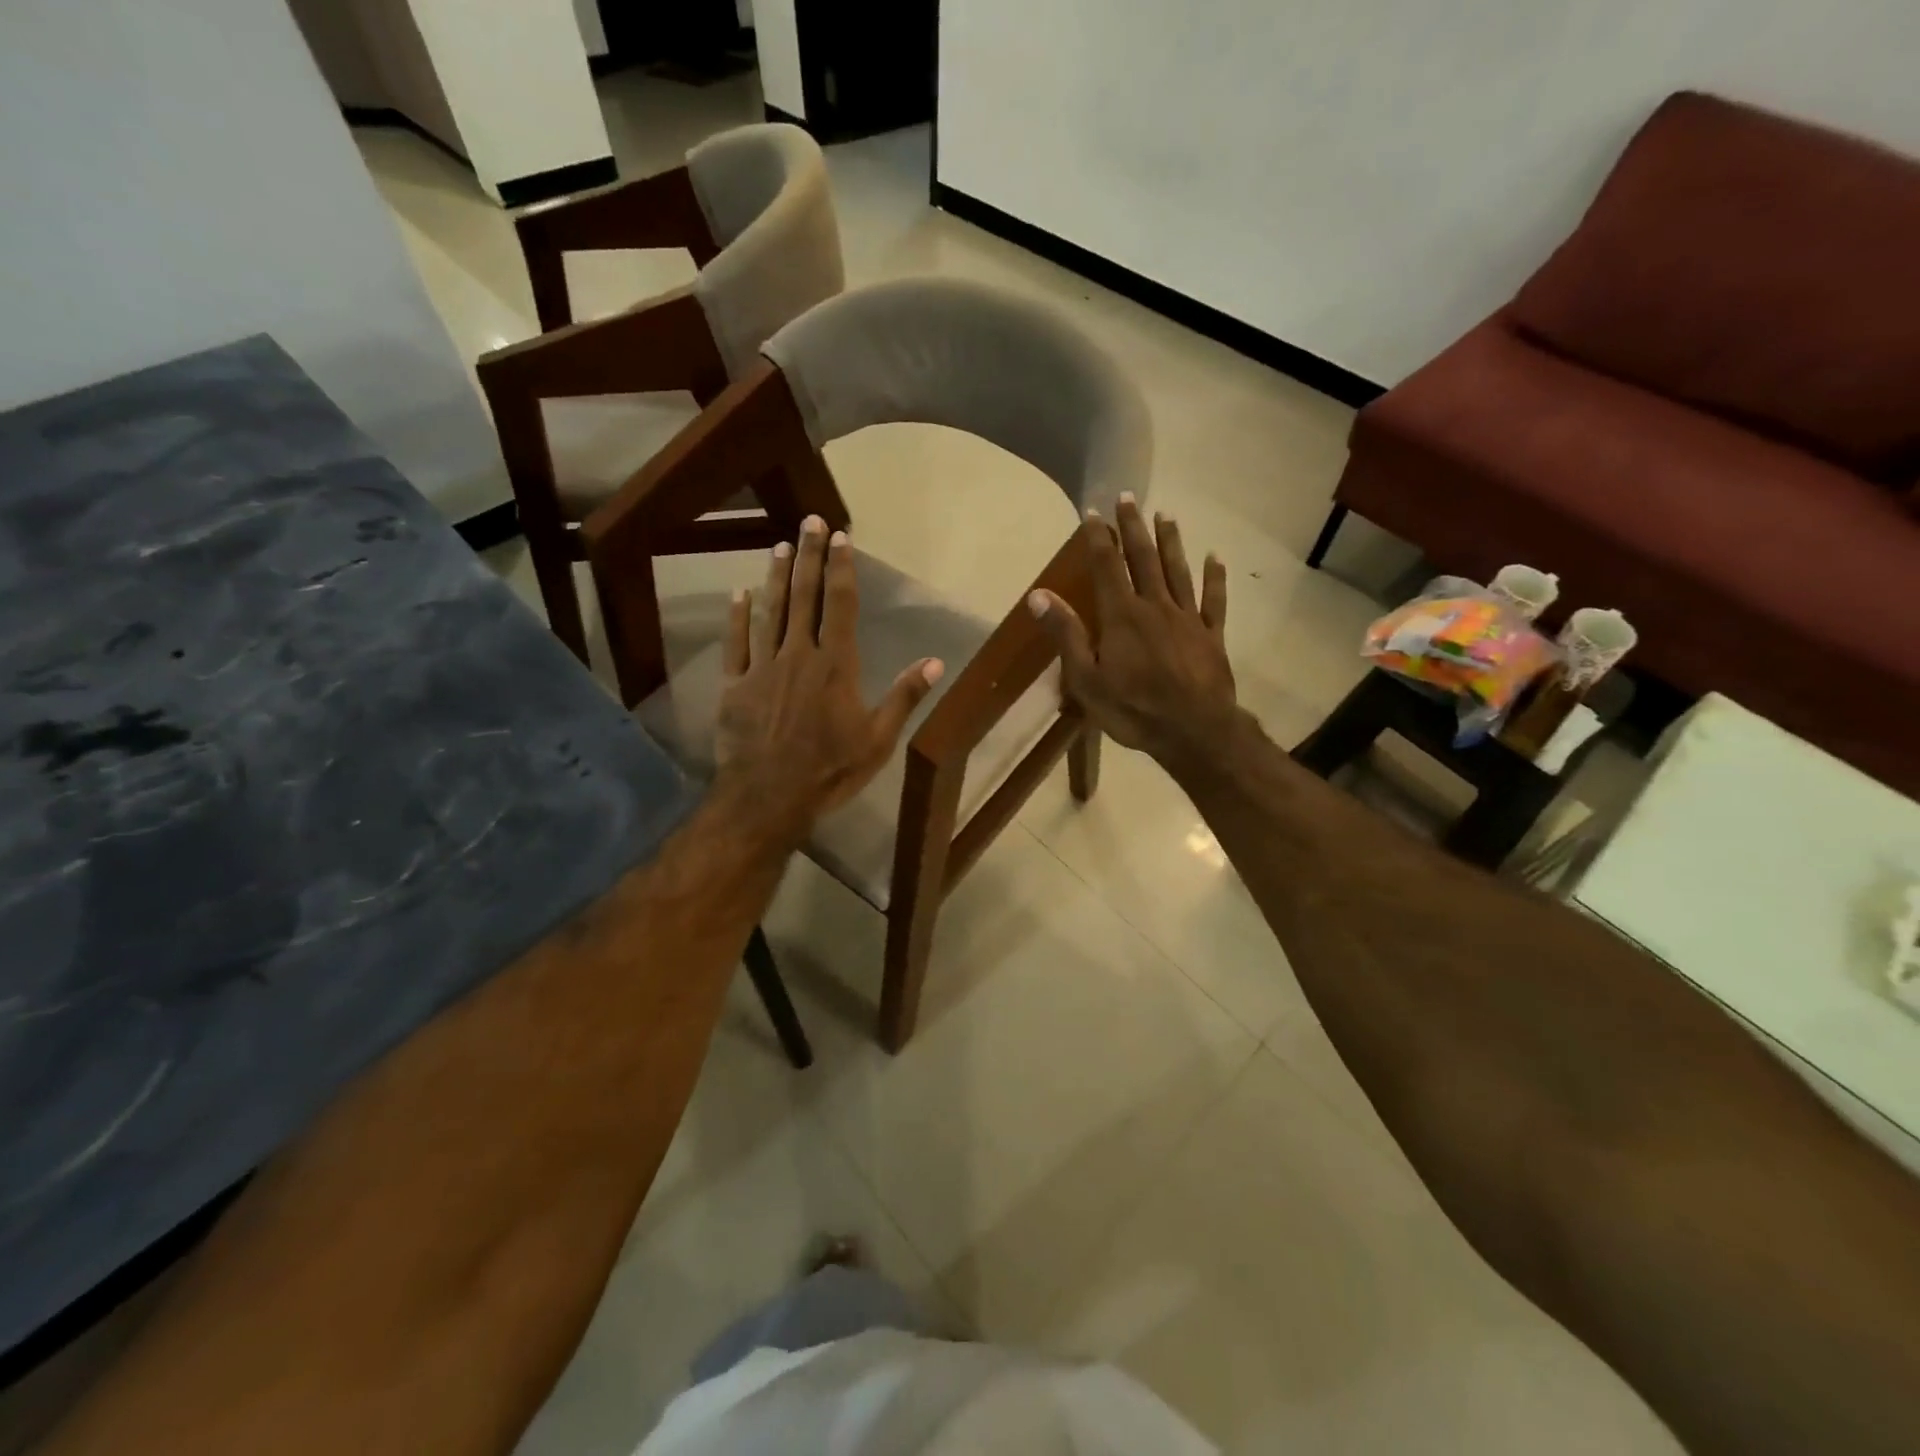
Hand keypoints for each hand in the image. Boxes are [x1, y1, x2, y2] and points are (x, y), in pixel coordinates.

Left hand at [714, 517, 943, 839]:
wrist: (769, 796)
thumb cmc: (830, 769)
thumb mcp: (878, 739)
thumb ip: (904, 697)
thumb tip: (934, 662)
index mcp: (835, 665)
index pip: (840, 605)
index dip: (841, 569)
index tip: (840, 537)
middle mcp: (799, 654)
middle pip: (803, 596)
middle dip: (808, 557)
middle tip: (808, 521)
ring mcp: (763, 667)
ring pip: (769, 612)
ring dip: (774, 577)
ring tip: (779, 546)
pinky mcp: (735, 685)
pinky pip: (736, 643)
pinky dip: (737, 617)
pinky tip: (738, 594)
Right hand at [1028, 495, 1237, 771]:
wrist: (1194, 731)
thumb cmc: (1133, 709)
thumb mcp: (1086, 679)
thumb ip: (1066, 634)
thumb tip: (1038, 595)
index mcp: (1122, 616)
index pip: (1106, 567)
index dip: (1098, 538)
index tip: (1092, 512)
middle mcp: (1155, 606)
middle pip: (1144, 559)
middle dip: (1134, 528)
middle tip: (1129, 498)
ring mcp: (1187, 619)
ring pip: (1178, 571)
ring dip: (1171, 542)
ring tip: (1166, 515)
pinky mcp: (1211, 635)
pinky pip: (1214, 600)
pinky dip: (1215, 577)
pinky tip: (1214, 557)